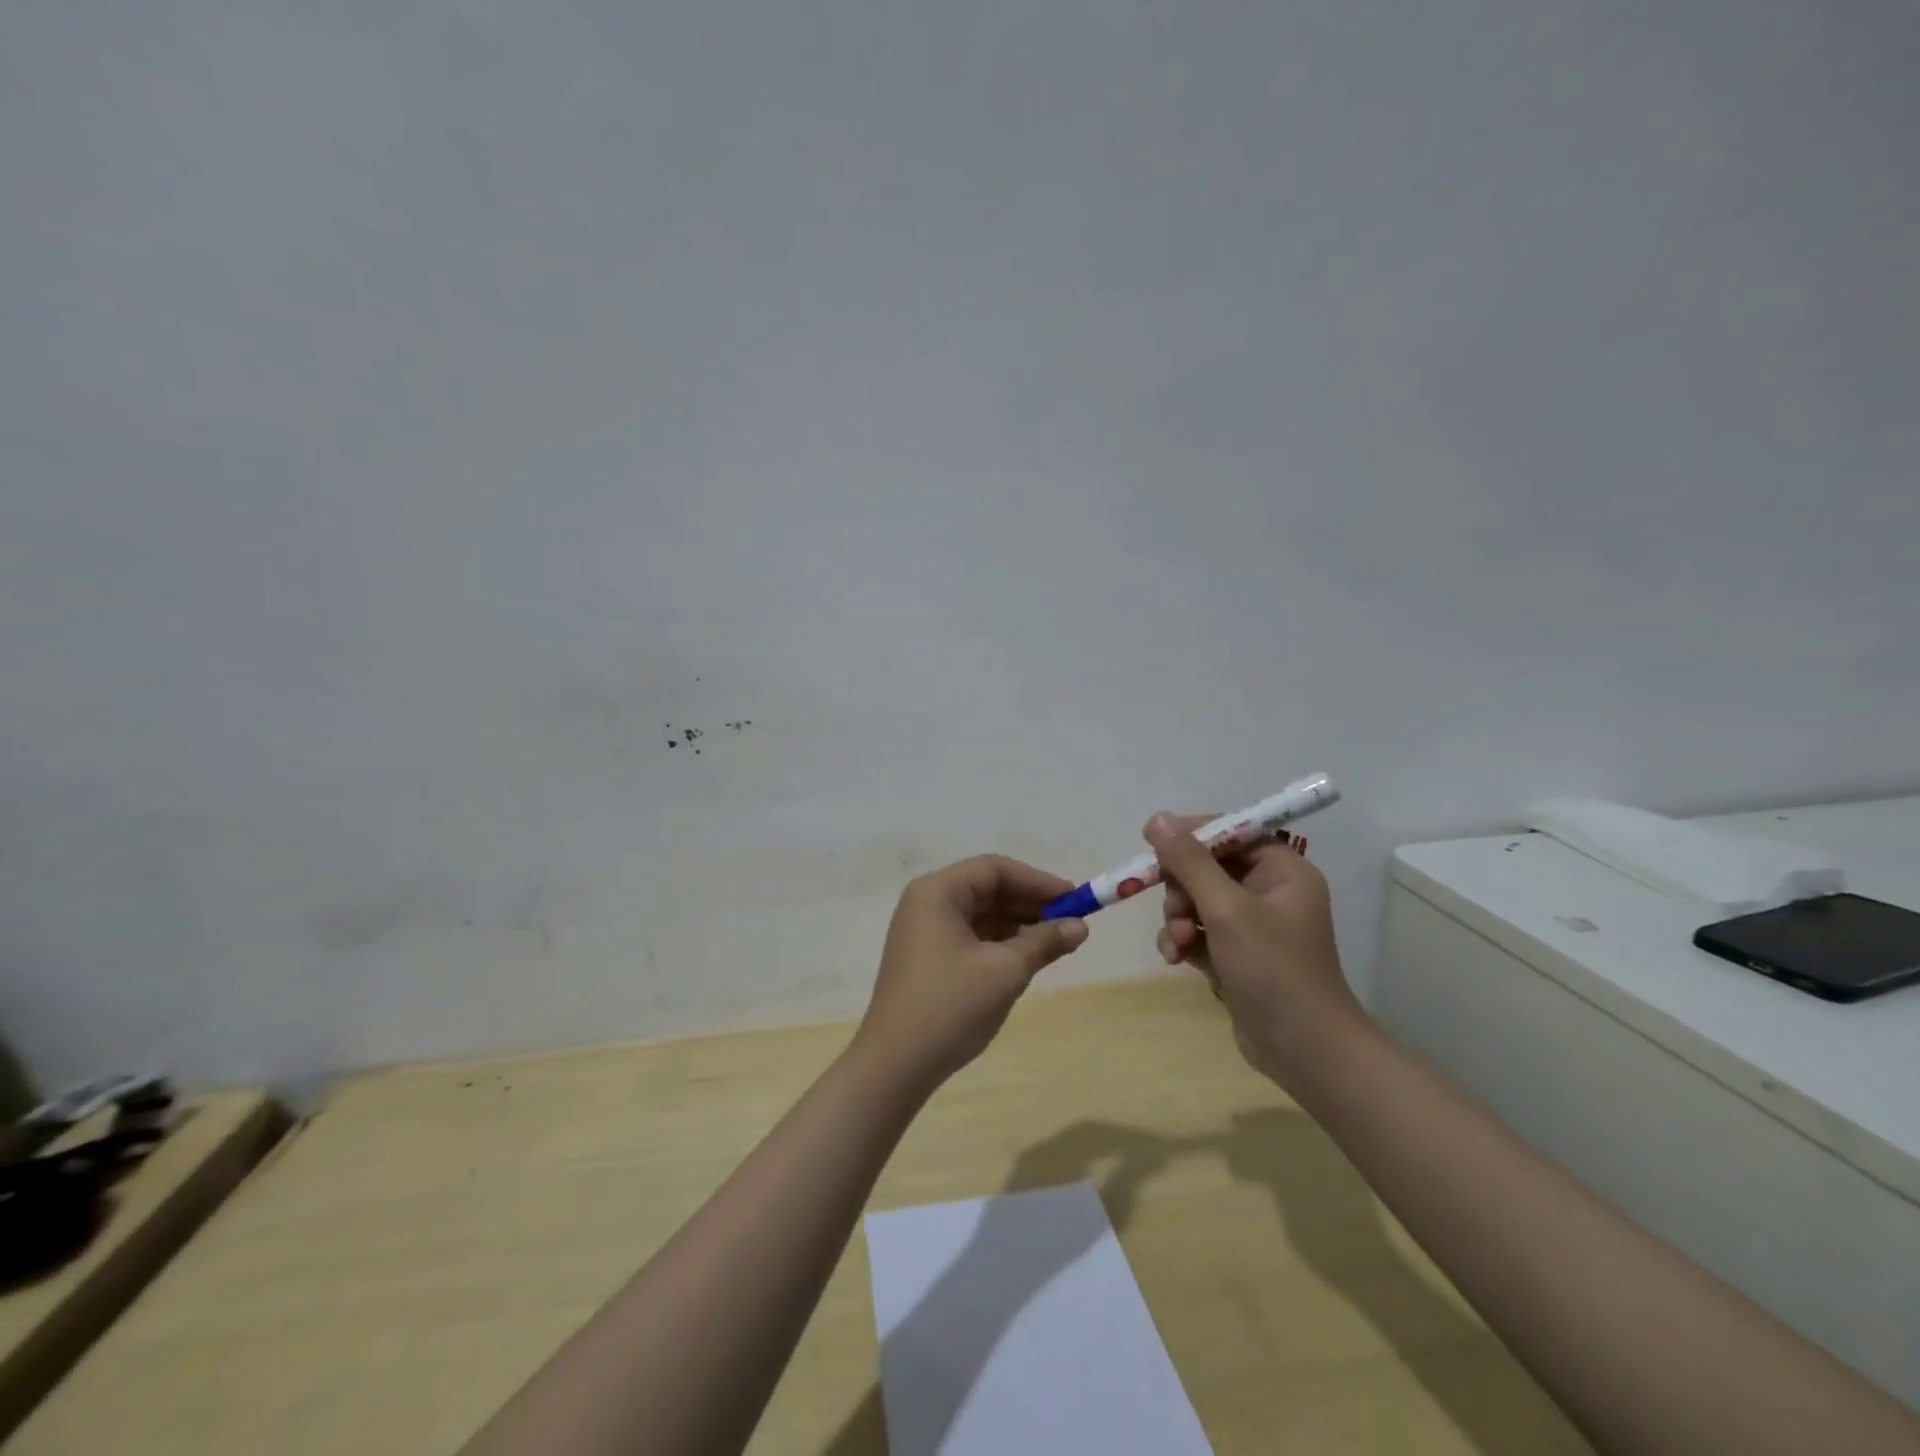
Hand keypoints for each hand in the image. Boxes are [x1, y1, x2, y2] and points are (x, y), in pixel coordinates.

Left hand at [855, 855, 1089, 1090]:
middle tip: (1070, 923)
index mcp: (937, 892)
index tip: (1074, 899)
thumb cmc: (950, 1007)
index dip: (1037, 882)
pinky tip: (1026, 959)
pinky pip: (970, 936)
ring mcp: (924, 931)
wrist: (895, 1065)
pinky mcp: (927, 958)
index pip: (994, 869)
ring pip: (980, 914)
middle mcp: (927, 903)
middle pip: (987, 889)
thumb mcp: (1005, 972)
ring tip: (1055, 943)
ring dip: (1018, 925)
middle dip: (1029, 904)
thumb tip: (1080, 926)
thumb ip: (1044, 942)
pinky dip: (1000, 943)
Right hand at [1145, 813, 1367, 1090]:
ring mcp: (1254, 926)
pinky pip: (1200, 931)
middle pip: (1207, 867)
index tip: (1151, 842)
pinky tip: (1176, 959)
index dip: (1190, 834)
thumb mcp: (1227, 910)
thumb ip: (1190, 862)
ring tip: (1178, 945)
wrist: (1305, 1051)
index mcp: (1282, 870)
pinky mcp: (1238, 955)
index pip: (1231, 832)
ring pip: (1197, 901)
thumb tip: (1158, 818)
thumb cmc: (1273, 970)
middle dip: (1182, 889)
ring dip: (1178, 918)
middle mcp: (1270, 891)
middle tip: (1175, 910)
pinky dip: (1184, 941)